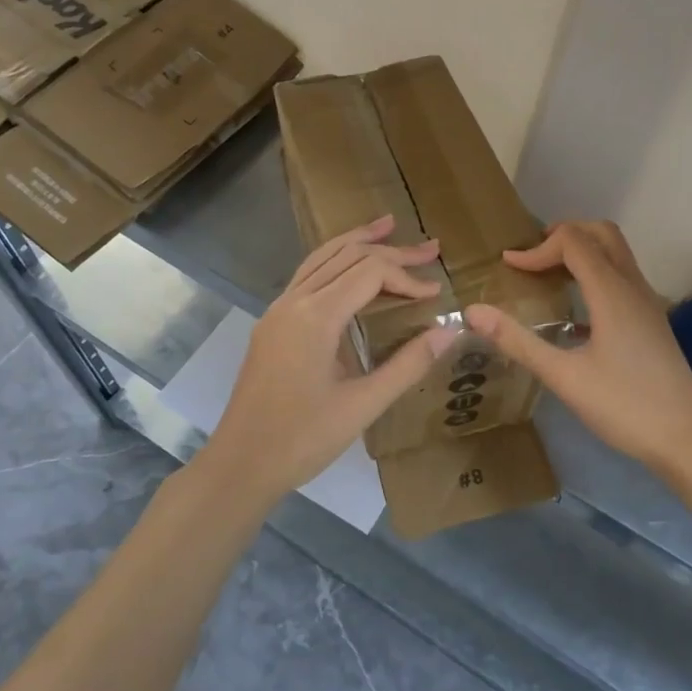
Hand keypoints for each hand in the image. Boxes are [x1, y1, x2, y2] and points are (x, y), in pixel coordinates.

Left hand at [207, 215, 459, 493]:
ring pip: (321, 258)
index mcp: (315, 317)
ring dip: (357, 242)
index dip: (407, 276)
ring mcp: (278, 310)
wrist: (240, 463)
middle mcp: (293, 302)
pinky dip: (334, 261)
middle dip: (390, 250)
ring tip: (388, 227)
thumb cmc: (303, 439)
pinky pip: (307, 276)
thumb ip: (408, 364)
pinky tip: (350, 266)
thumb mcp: (363, 405)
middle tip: (430, 248)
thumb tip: (450, 331)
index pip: (369, 273)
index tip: (436, 293)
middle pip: (347, 256)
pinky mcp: (273, 323)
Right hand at [465, 221, 691, 478]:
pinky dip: (596, 274)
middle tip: (532, 257)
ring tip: (548, 275)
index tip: (508, 266)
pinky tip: (575, 312)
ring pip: (616, 254)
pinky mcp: (652, 322)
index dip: (537, 248)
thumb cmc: (625, 407)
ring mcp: (647, 304)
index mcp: (612, 292)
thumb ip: (518, 342)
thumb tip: (473, 311)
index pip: (573, 242)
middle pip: (602, 234)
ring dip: (583, 252)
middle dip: (564, 235)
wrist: (689, 439)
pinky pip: (622, 278)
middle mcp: (633, 287)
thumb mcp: (564, 376)